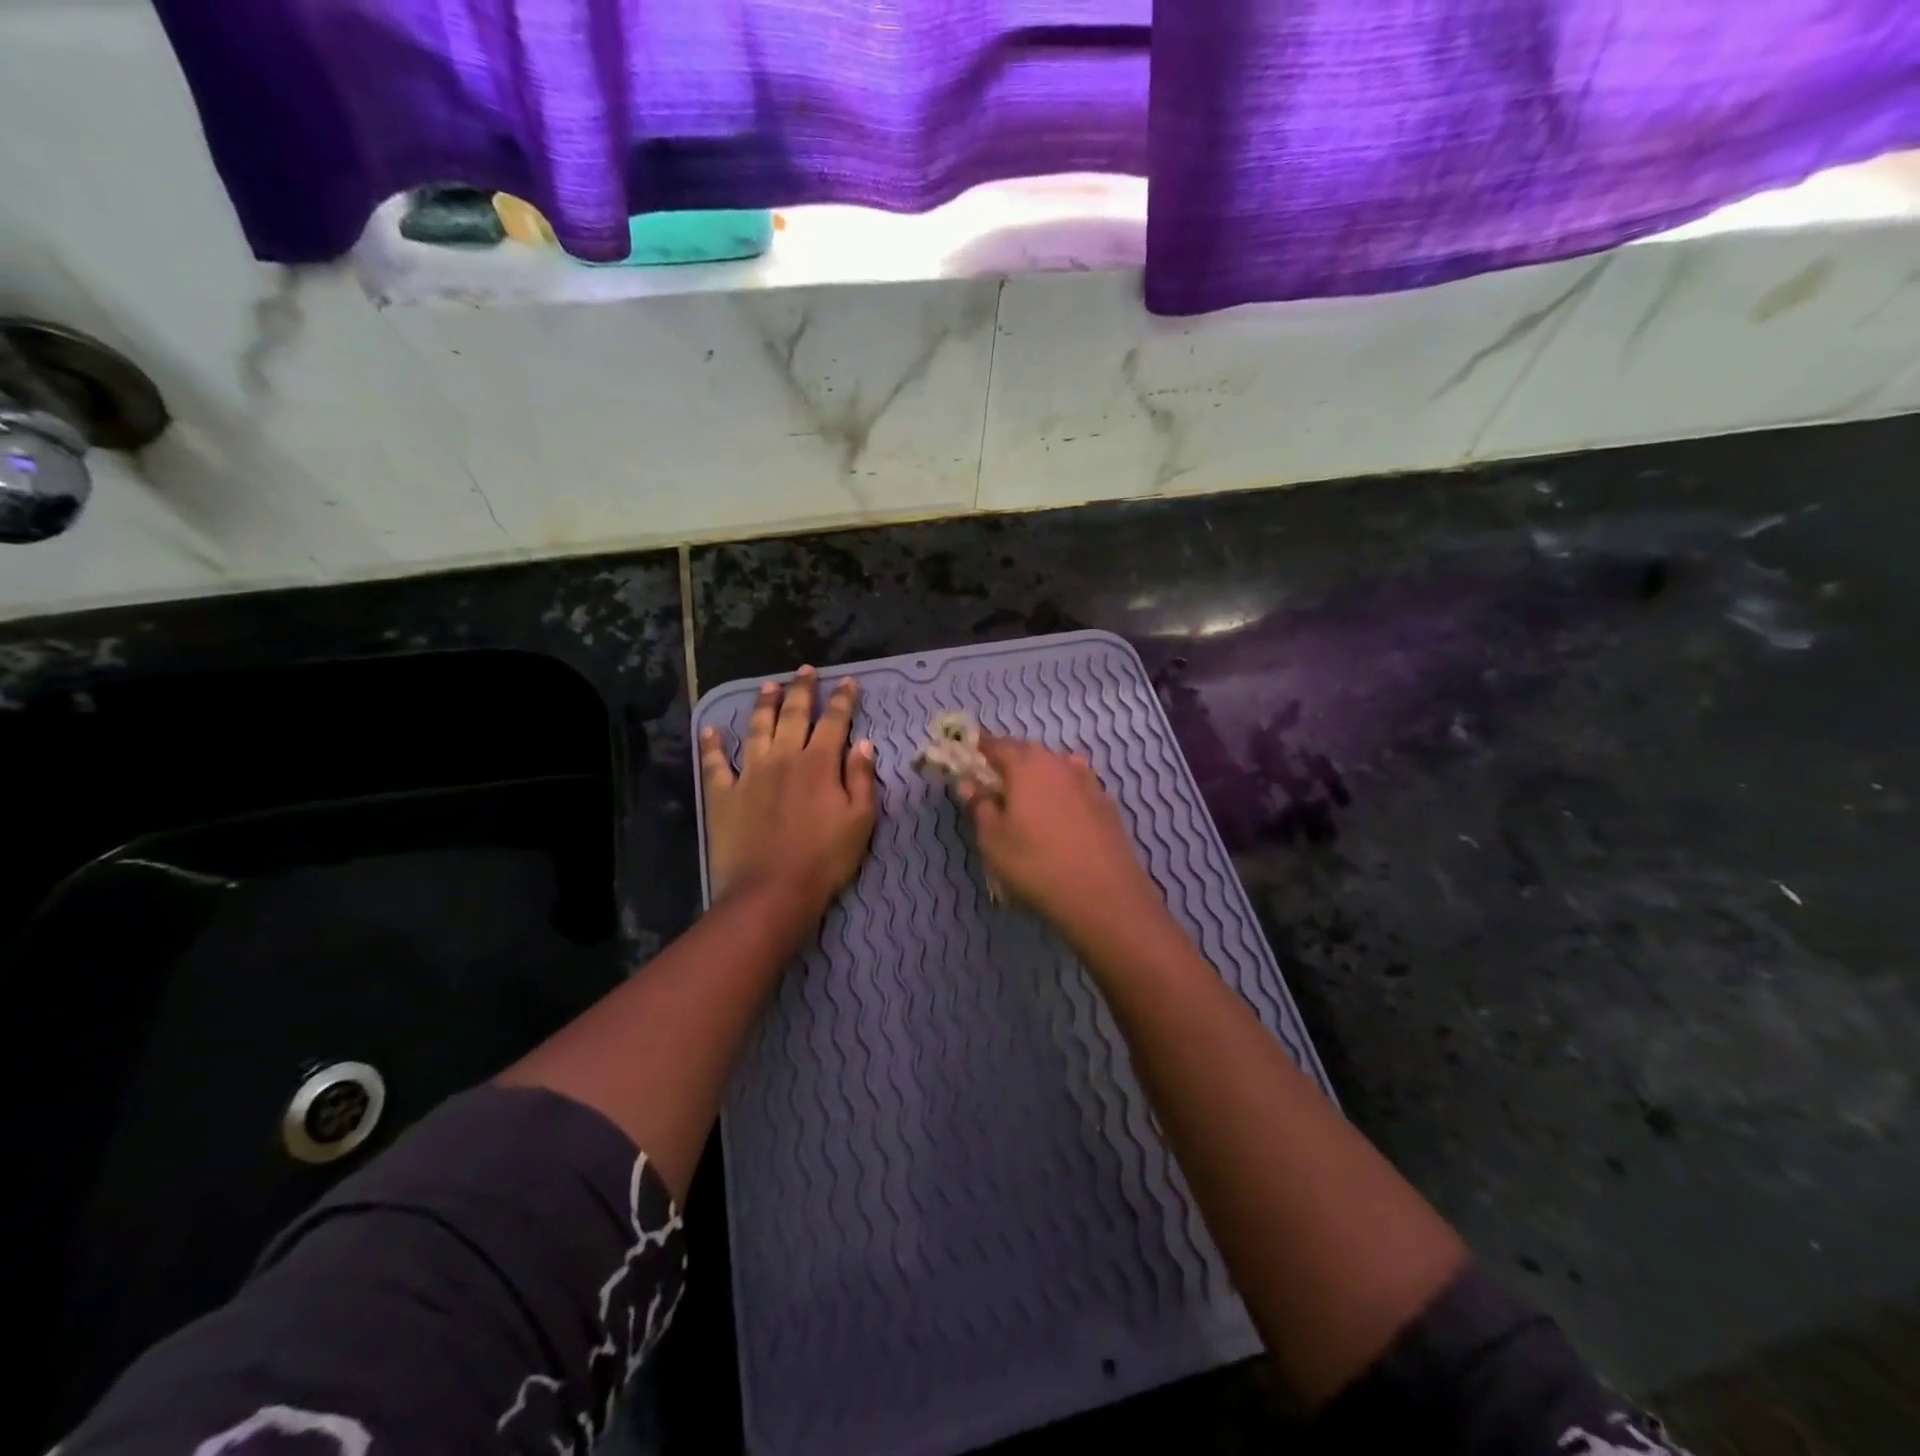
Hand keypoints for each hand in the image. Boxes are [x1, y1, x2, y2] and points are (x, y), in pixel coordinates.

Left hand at [701, 667, 877, 910]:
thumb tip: (864, 743)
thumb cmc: (825, 859)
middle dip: (802, 690)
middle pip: (793, 715)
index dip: (842, 699)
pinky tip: (711, 730)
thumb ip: (862, 778)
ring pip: (756, 729)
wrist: (772, 891)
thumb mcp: (860, 821)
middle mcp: (783, 758)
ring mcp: (750, 774)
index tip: (848, 682)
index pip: (834, 721)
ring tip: (768, 685)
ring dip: (763, 704)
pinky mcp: (723, 795)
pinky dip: (712, 746)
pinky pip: (715, 764)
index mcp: (820, 763)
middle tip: (805, 670)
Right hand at [960, 737, 1156, 934]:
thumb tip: (970, 783)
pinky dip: (1062, 791)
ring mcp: (1087, 781)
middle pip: (1028, 751)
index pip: (996, 745)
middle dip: (1009, 761)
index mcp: (1026, 765)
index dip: (980, 749)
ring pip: (1055, 766)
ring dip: (1038, 775)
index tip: (968, 757)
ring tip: (1028, 798)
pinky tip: (1060, 811)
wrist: (1104, 894)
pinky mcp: (1106, 803)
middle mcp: (1058, 763)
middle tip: (994, 782)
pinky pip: (1076, 785)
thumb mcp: (993, 839)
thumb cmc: (1036, 863)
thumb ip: (980, 805)